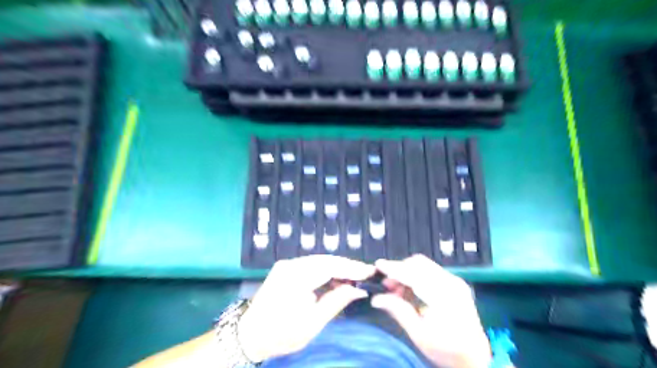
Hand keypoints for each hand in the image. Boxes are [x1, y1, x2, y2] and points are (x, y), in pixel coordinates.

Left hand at [241, 255, 373, 361]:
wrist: (250, 334)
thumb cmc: (281, 333)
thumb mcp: (313, 323)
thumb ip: (336, 302)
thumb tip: (359, 289)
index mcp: (296, 278)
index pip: (330, 266)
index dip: (352, 268)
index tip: (370, 271)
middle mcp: (291, 264)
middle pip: (326, 260)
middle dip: (347, 266)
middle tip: (365, 274)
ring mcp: (287, 264)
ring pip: (319, 260)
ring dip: (337, 268)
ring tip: (354, 278)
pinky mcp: (286, 267)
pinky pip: (311, 264)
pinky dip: (326, 270)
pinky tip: (335, 279)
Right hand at [371, 255, 489, 366]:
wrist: (475, 357)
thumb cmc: (447, 349)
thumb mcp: (419, 334)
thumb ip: (398, 311)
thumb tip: (377, 298)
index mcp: (443, 296)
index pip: (414, 274)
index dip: (394, 268)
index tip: (379, 265)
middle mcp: (451, 283)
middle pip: (419, 264)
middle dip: (399, 270)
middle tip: (387, 285)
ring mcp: (454, 281)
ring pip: (424, 265)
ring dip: (407, 272)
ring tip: (397, 290)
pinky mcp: (455, 283)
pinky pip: (431, 271)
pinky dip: (416, 276)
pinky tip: (410, 290)